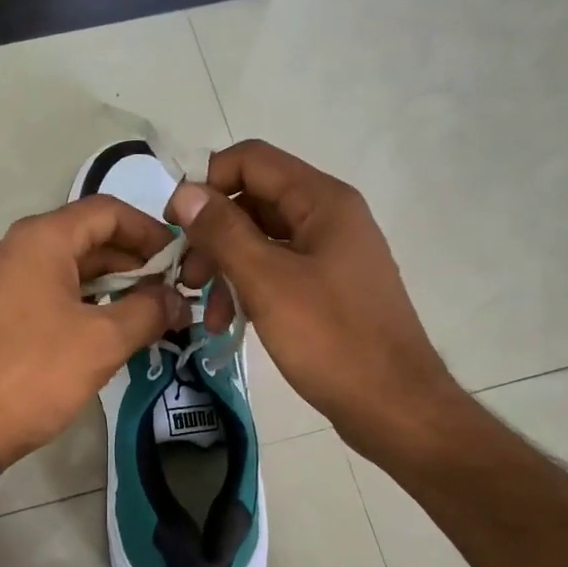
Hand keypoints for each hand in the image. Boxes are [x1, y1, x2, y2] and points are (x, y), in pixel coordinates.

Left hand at [0, 196, 190, 471]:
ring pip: (69, 269)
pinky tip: (108, 331)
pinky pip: (49, 293)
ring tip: (149, 315)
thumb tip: (178, 299)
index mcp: (41, 239)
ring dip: (112, 286)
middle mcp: (16, 248)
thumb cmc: (36, 373)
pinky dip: (84, 303)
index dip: (150, 230)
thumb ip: (149, 311)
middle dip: (134, 263)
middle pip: (88, 238)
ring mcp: (1, 280)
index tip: (180, 260)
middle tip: (172, 294)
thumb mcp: (103, 341)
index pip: (107, 211)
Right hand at [170, 140, 460, 460]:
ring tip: (203, 313)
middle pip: (254, 202)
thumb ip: (223, 233)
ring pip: (262, 242)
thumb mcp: (268, 283)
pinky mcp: (328, 290)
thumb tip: (185, 192)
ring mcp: (331, 255)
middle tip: (184, 278)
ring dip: (225, 269)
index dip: (207, 182)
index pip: (252, 161)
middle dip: (212, 236)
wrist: (393, 405)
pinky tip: (228, 322)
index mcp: (322, 202)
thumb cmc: (331, 340)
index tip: (173, 225)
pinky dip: (248, 290)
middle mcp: (329, 218)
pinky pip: (277, 273)